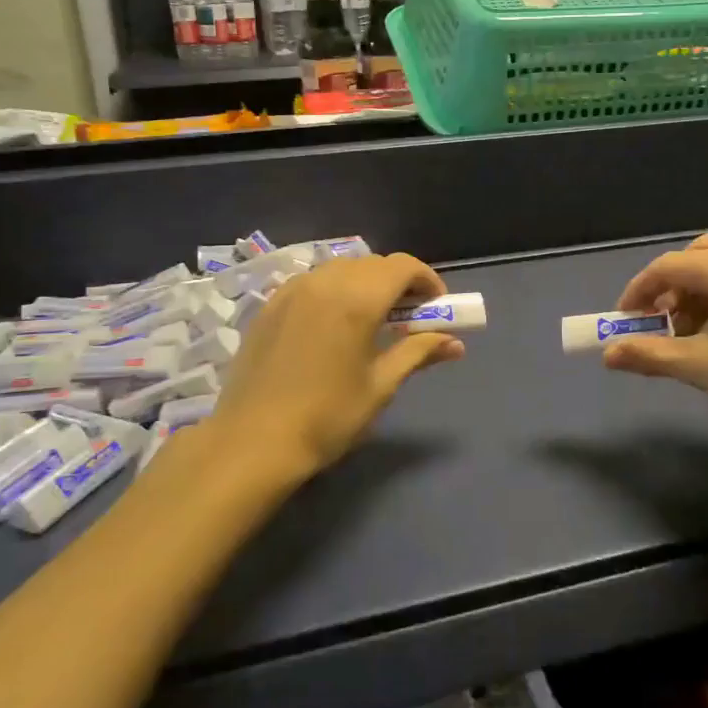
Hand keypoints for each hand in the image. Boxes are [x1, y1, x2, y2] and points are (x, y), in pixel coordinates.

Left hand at [205, 254, 464, 478]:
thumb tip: (455, 343)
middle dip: (399, 283)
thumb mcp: (381, 385)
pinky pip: (313, 282)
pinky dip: (335, 291)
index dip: (428, 281)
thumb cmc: (327, 417)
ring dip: (367, 284)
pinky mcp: (270, 304)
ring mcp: (292, 290)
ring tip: (373, 322)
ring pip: (342, 269)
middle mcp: (325, 281)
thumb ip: (418, 353)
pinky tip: (334, 326)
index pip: (403, 266)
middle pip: (374, 264)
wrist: (252, 443)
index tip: (437, 308)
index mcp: (356, 299)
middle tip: (410, 318)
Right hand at [604, 233, 707, 452]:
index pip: (668, 267)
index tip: (624, 321)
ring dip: (696, 291)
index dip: (638, 291)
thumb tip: (608, 355)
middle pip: (697, 256)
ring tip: (690, 334)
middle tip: (660, 321)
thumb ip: (650, 355)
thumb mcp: (701, 367)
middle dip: (670, 285)